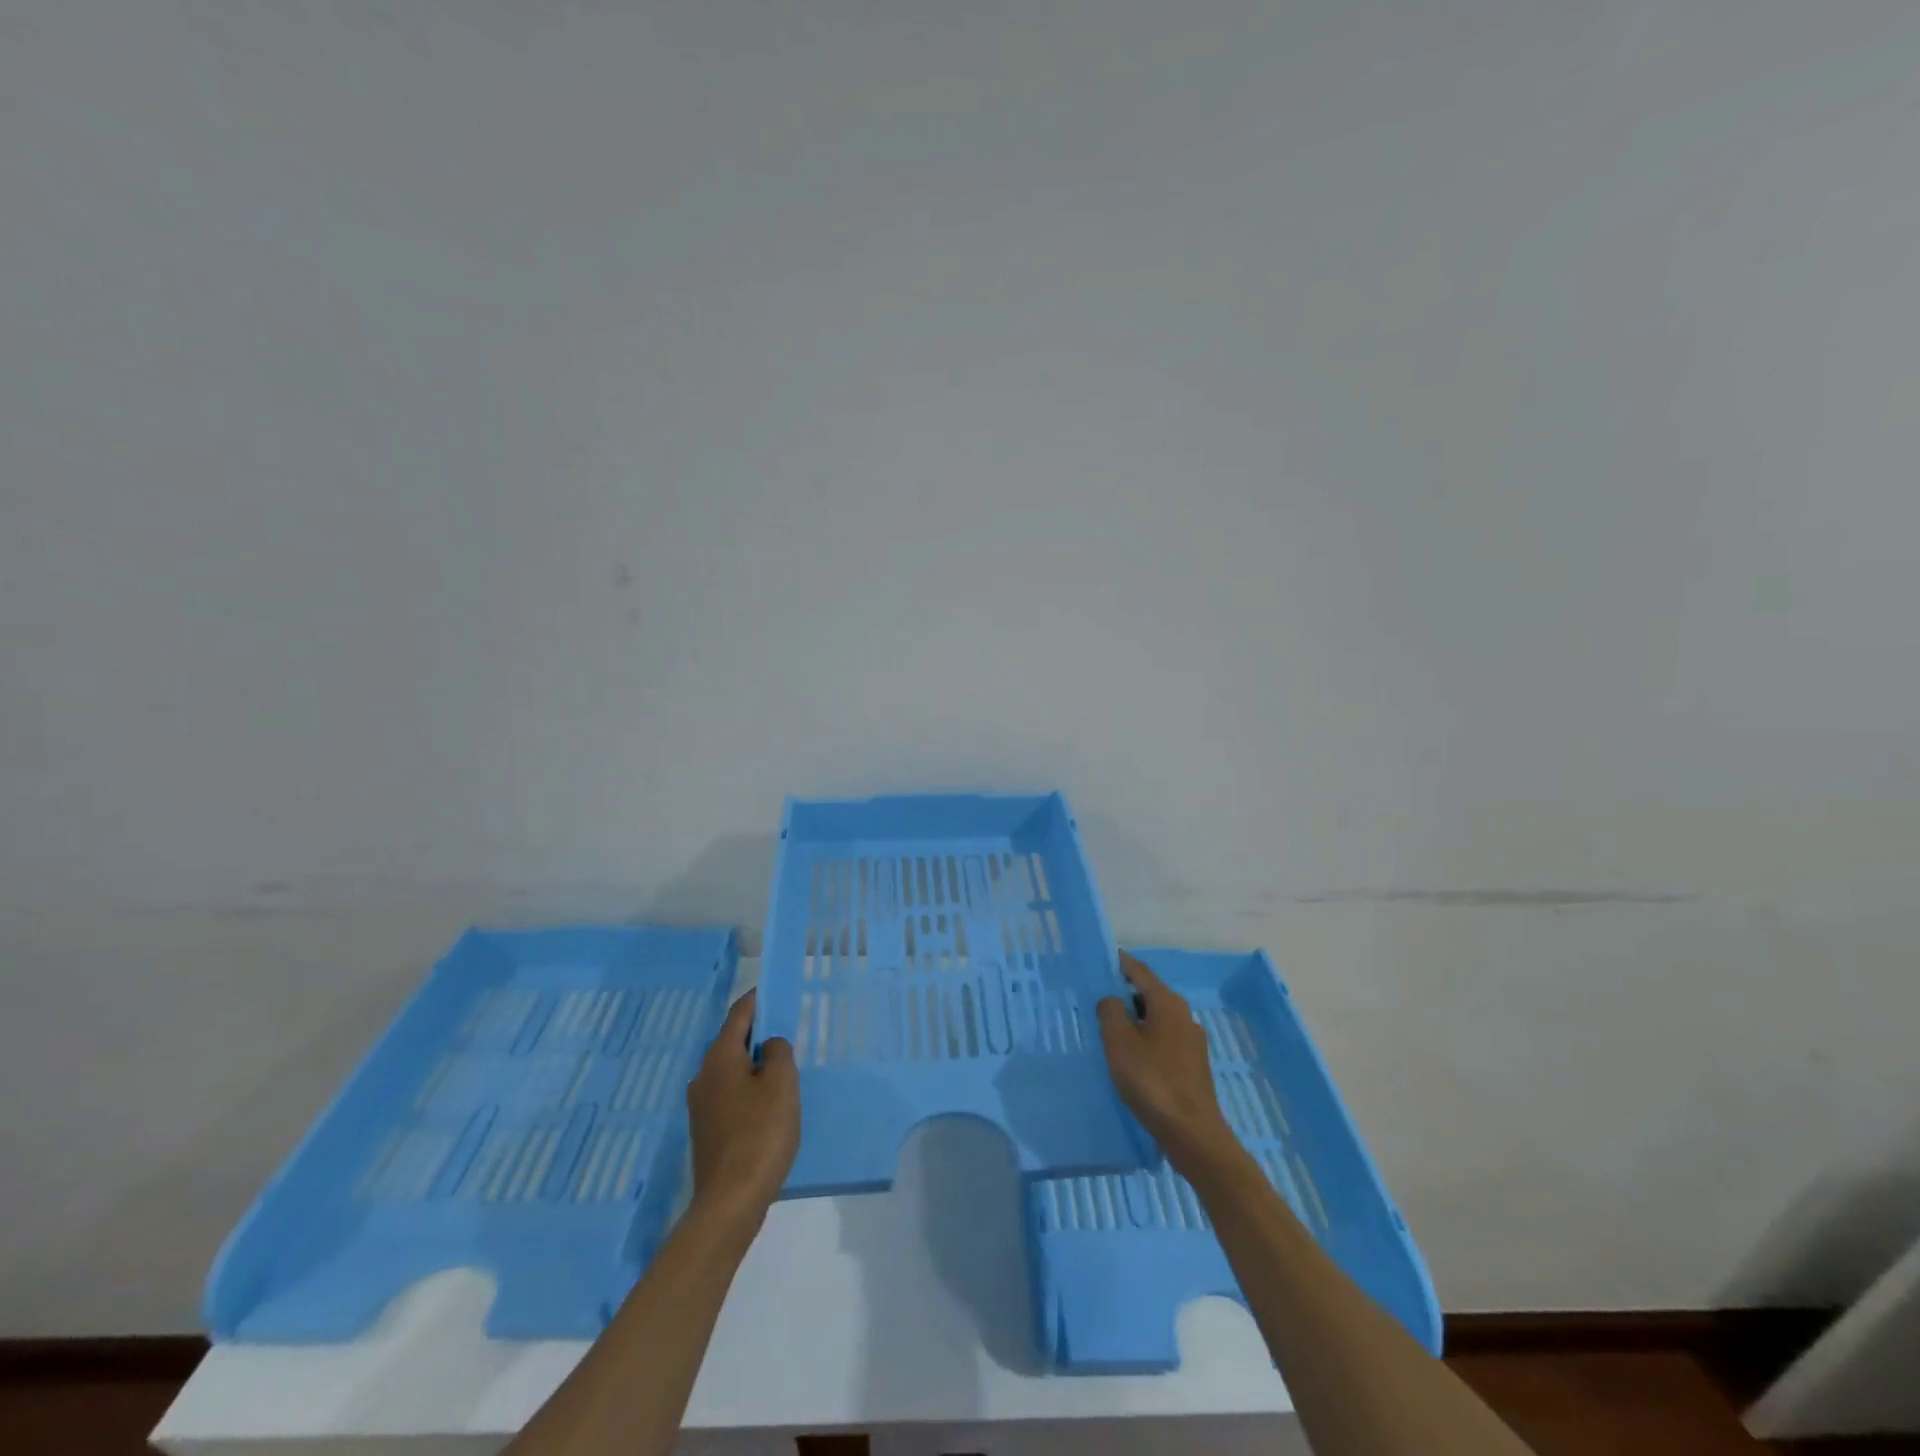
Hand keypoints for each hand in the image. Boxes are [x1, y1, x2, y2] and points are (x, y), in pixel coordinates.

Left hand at [686, 989, 798, 1227]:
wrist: (730, 1201)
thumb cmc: (760, 1132)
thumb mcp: (782, 1083)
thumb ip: (778, 1052)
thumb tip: (769, 1046)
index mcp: (720, 1057)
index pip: (739, 1014)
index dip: (758, 999)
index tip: (776, 992)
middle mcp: (703, 1075)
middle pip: (732, 1042)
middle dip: (758, 1033)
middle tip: (787, 1032)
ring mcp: (701, 1106)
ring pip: (731, 1070)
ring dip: (754, 1064)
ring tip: (783, 1069)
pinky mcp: (706, 1131)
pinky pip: (730, 1095)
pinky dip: (749, 1089)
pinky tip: (768, 1105)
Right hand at [1097, 952, 1241, 1175]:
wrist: (1192, 1133)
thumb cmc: (1151, 1080)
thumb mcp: (1119, 1041)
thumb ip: (1110, 1011)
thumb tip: (1111, 999)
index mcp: (1167, 1002)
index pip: (1139, 971)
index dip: (1119, 964)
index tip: (1100, 960)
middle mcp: (1184, 1015)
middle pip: (1149, 994)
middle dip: (1125, 993)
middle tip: (1097, 999)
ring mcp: (1191, 1041)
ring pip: (1157, 1019)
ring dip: (1135, 1019)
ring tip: (1110, 1030)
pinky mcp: (1193, 1065)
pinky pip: (1163, 1040)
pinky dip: (1146, 1039)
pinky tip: (1132, 1057)